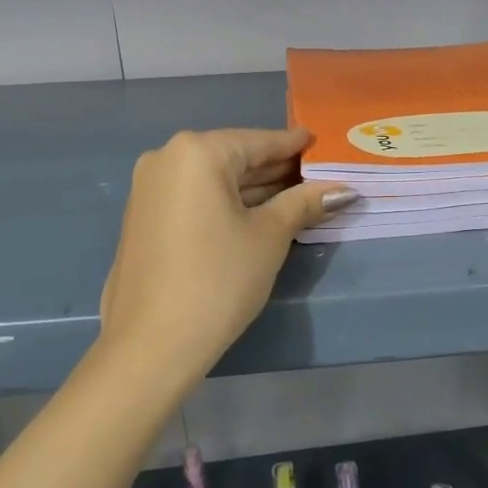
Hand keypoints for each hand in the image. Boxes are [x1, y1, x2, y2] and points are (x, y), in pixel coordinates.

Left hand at [99, 128, 355, 382]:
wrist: (150, 346)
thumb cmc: (218, 279)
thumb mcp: (269, 237)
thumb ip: (304, 203)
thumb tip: (344, 189)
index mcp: (198, 152)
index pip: (259, 141)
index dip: (295, 146)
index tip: (323, 144)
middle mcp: (167, 158)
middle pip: (234, 157)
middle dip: (275, 170)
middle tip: (317, 177)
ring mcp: (150, 188)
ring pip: (214, 179)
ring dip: (253, 188)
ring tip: (297, 197)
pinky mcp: (144, 216)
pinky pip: (195, 196)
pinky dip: (226, 202)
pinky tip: (257, 215)